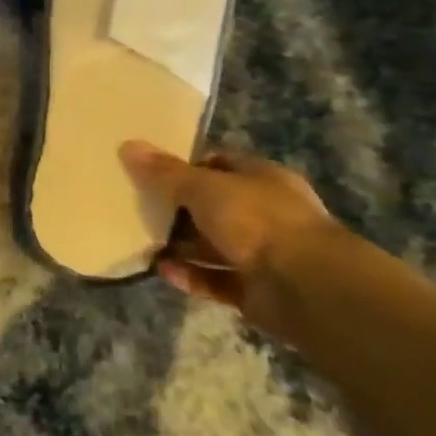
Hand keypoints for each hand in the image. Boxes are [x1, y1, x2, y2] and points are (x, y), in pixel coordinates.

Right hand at [119, 143, 334, 332]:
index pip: (220, 165)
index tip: (152, 172)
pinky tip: (161, 270)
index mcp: (262, 179)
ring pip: (214, 245)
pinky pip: (215, 279)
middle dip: (179, 209)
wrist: (306, 286)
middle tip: (140, 207)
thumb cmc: (257, 219)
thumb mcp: (203, 187)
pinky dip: (190, 275)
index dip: (187, 166)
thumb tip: (128, 145)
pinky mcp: (255, 290)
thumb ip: (165, 172)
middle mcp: (265, 213)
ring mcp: (263, 253)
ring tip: (142, 241)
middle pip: (214, 207)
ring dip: (182, 246)